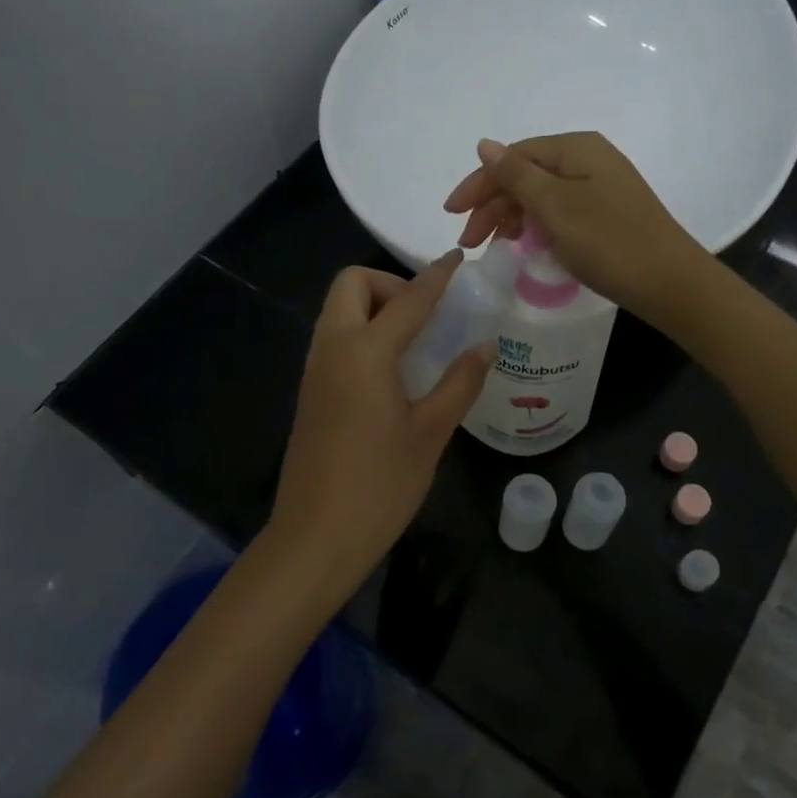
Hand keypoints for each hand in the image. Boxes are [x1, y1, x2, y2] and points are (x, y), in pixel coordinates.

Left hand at [264, 254, 492, 600]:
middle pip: (352, 285)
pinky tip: (394, 371)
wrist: (315, 538)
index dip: (436, 277)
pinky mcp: (311, 392)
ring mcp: (315, 370)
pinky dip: (364, 334)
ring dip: (375, 308)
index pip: (408, 300)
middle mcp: (332, 349)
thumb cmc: (379, 485)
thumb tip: (484, 346)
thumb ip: (459, 383)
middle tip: (428, 318)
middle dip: (390, 285)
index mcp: (364, 352)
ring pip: (340, 311)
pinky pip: (336, 339)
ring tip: (418, 343)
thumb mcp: (430, 433)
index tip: (458, 260)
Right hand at [444, 132, 709, 325]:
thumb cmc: (608, 241)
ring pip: (541, 196)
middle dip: (493, 205)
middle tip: (470, 242)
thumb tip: (484, 144)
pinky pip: (559, 212)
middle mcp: (588, 160)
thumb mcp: (555, 206)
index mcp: (575, 149)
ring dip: (512, 217)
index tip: (451, 214)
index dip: (479, 183)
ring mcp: (599, 187)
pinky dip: (537, 227)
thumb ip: (516, 175)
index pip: (513, 157)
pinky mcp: (606, 214)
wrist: (669, 283)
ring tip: (495, 245)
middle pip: (526, 175)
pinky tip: (527, 245)